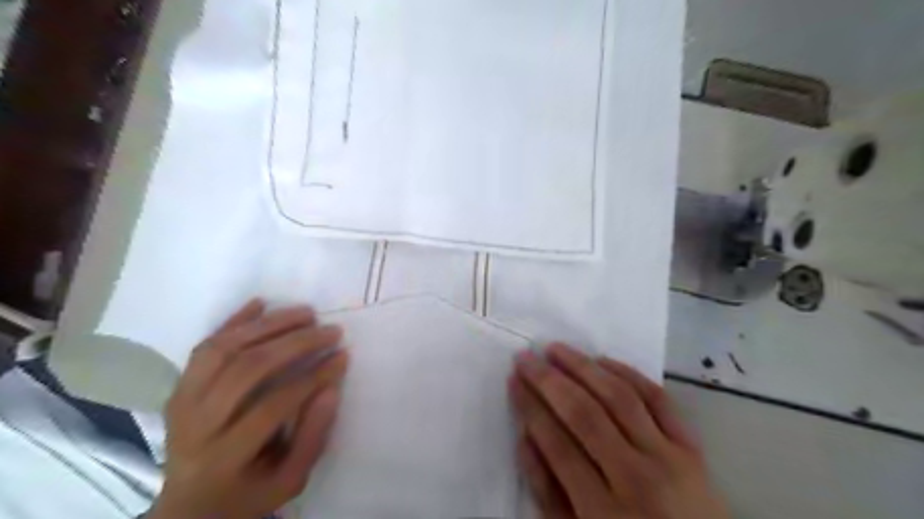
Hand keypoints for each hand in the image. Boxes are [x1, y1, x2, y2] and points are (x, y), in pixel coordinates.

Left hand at [147, 300, 349, 517]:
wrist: (189, 505)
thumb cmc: (247, 493)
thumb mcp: (289, 481)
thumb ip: (312, 437)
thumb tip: (332, 387)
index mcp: (224, 457)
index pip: (273, 405)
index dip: (313, 377)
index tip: (342, 356)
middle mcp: (196, 426)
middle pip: (248, 369)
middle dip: (296, 343)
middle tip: (330, 329)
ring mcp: (182, 402)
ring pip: (224, 350)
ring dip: (268, 325)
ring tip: (305, 313)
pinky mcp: (179, 387)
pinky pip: (205, 346)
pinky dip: (233, 321)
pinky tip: (261, 303)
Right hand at [513, 345, 728, 517]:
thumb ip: (548, 493)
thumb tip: (526, 437)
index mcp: (603, 510)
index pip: (557, 444)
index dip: (530, 407)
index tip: (514, 380)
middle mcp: (636, 477)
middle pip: (585, 414)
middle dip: (549, 380)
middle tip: (526, 357)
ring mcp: (669, 456)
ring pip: (619, 397)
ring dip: (583, 367)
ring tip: (556, 349)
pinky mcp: (691, 445)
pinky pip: (658, 398)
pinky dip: (629, 373)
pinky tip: (603, 360)